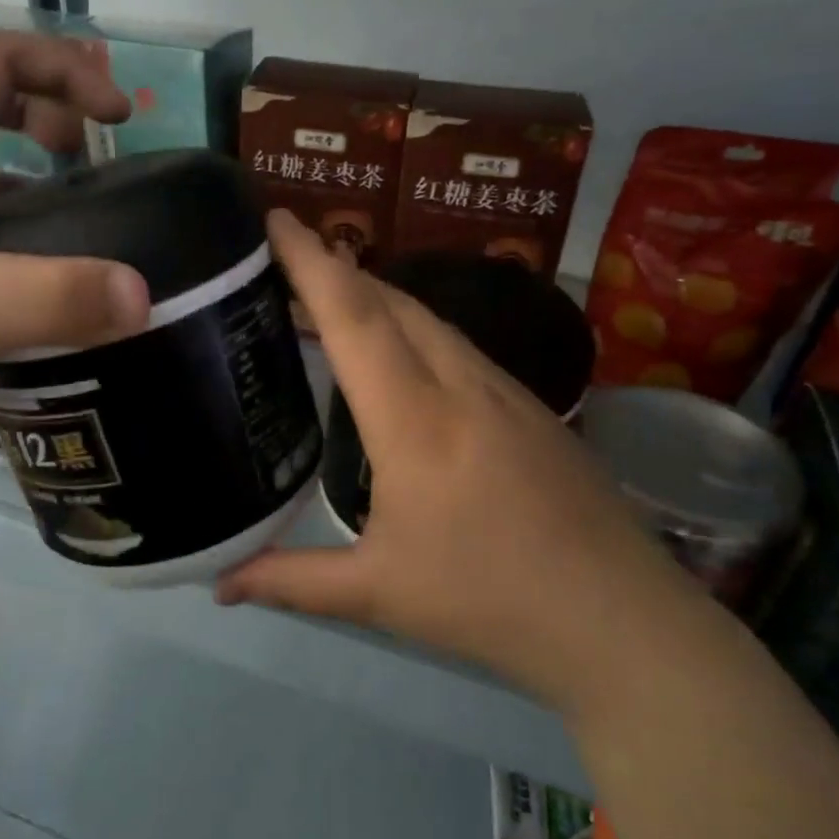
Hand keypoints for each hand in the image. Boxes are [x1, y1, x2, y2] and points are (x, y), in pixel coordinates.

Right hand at [218, 212, 695, 706]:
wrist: (620, 620)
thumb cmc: (489, 602)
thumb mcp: (378, 594)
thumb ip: (291, 581)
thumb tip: (218, 585)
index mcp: (415, 420)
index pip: (355, 318)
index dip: (311, 262)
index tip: (275, 218)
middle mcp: (461, 385)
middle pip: (393, 302)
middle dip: (337, 269)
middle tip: (287, 260)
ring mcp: (506, 391)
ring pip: (431, 319)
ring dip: (378, 297)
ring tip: (334, 301)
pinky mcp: (533, 407)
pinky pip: (460, 346)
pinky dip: (415, 329)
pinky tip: (404, 359)